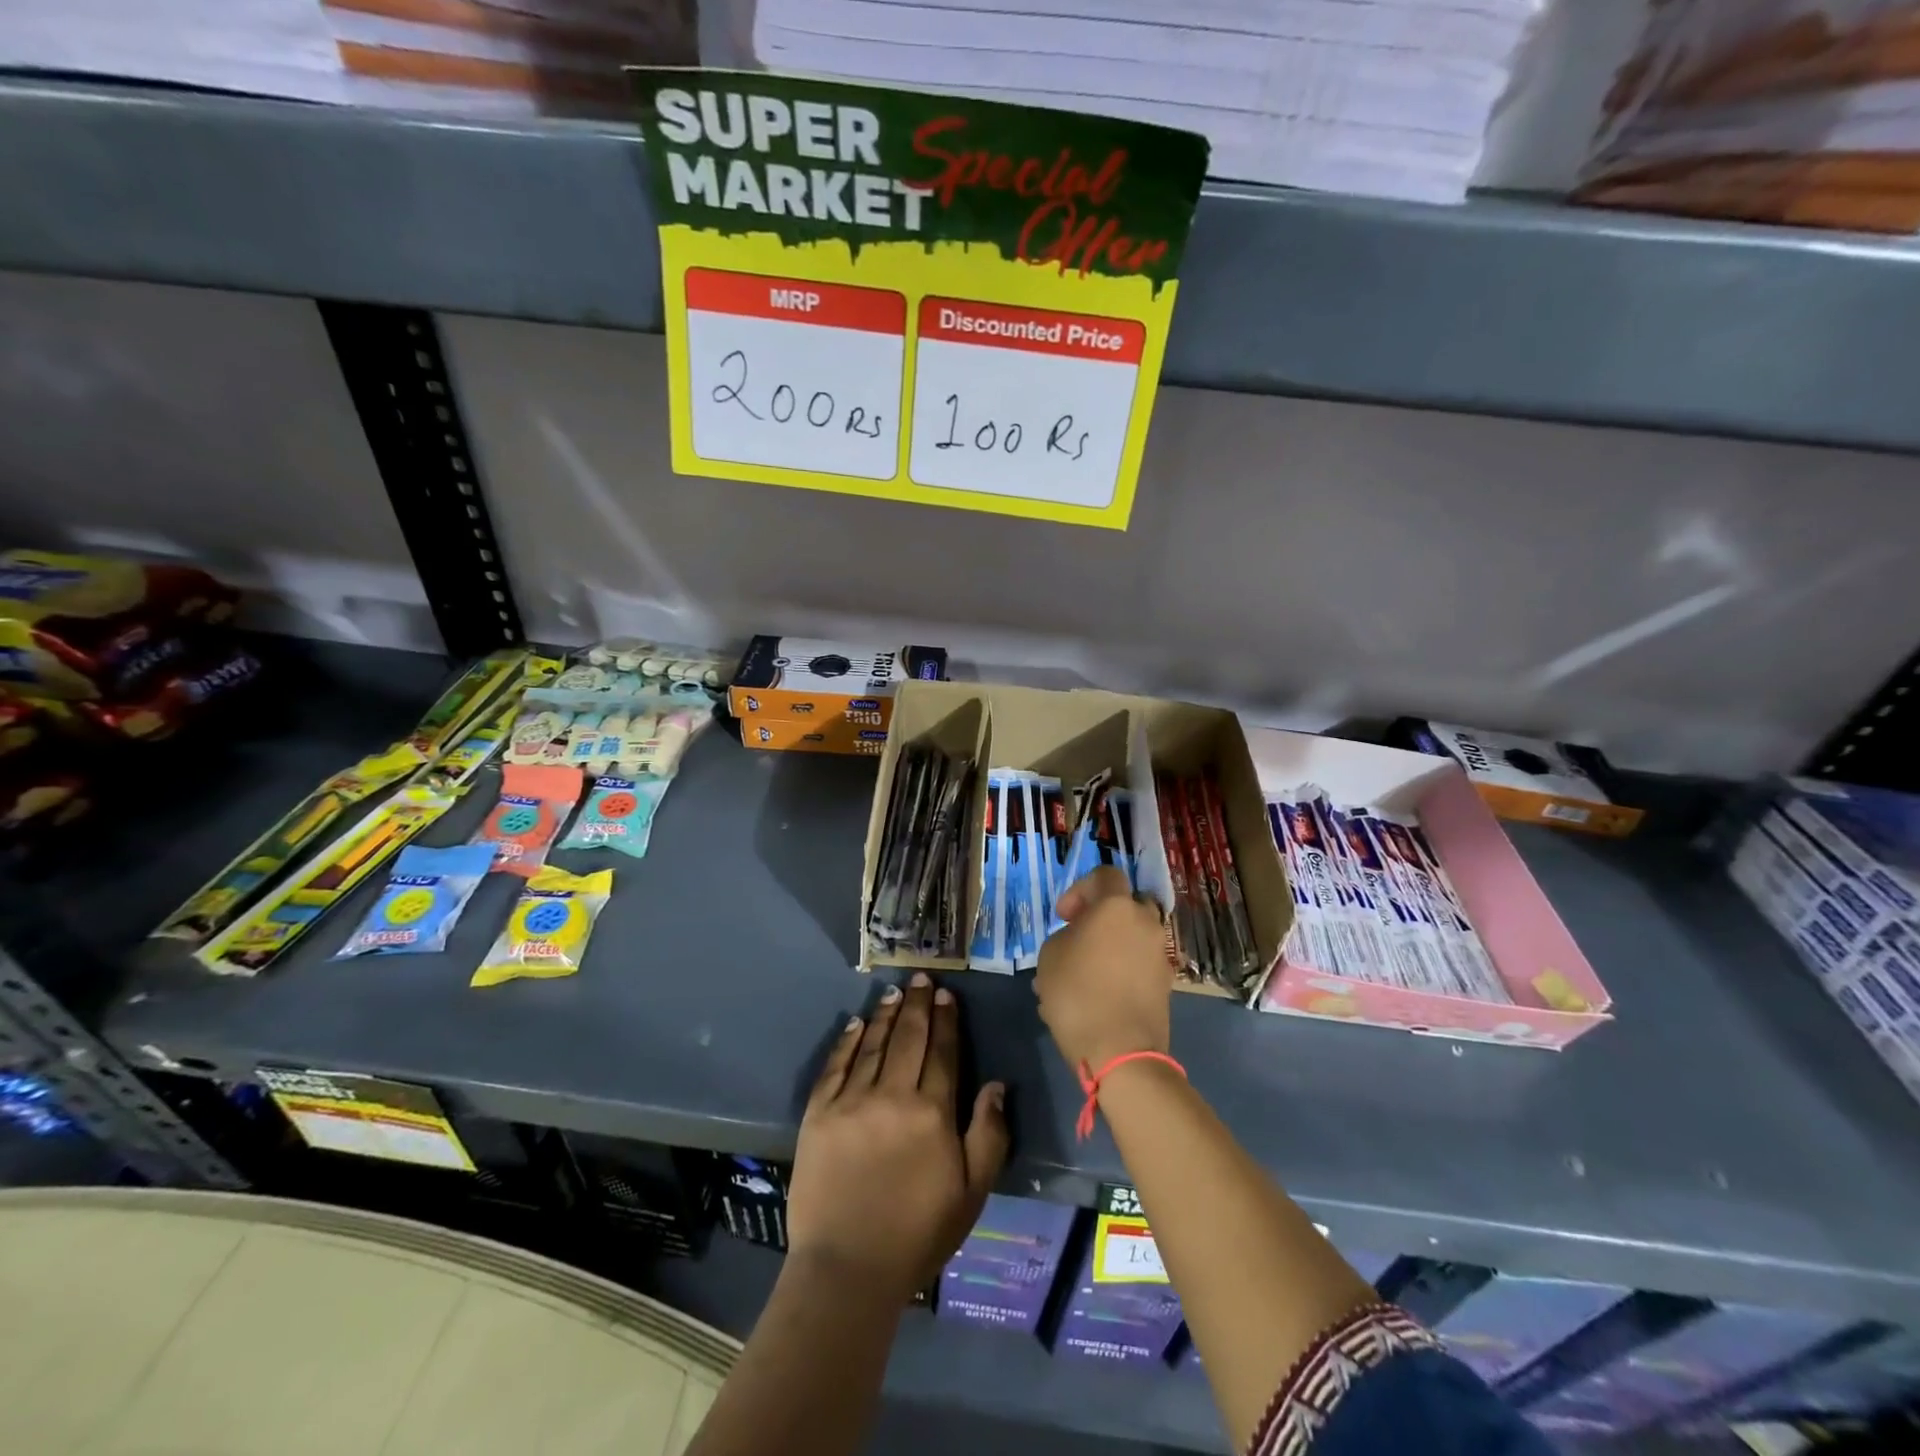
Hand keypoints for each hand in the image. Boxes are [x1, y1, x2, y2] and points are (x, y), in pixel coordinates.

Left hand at [788, 973, 1008, 1298]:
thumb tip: (996, 1084)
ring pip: (873, 1043)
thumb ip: (989, 1134)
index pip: (942, 1051)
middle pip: (908, 1037)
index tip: (946, 995)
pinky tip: (855, 1022)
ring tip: (894, 991)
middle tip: (921, 977)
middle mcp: (892, 1094)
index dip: (946, 1020)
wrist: (847, 1269)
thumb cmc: (918, 1233)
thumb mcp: (972, 1192)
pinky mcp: (818, 1113)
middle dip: (917, 1004)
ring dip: (885, 1014)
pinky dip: (847, 1040)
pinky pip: (835, 1065)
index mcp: (932, 1112)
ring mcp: (851, 1101)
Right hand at [1035, 867, 1172, 1072]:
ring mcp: (1160, 954)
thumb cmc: (1077, 994)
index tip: (1064, 916)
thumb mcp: (1050, 956)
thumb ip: (1065, 936)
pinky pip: (1140, 962)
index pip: (1105, 875)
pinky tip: (1101, 994)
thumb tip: (1079, 941)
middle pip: (1125, 905)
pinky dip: (1123, 968)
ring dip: (1113, 944)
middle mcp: (1146, 922)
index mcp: (1117, 907)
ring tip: (1085, 972)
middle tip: (1078, 938)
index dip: (1081, 889)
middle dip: (1101, 916)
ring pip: (1133, 935)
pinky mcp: (1166, 983)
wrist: (1121, 1051)